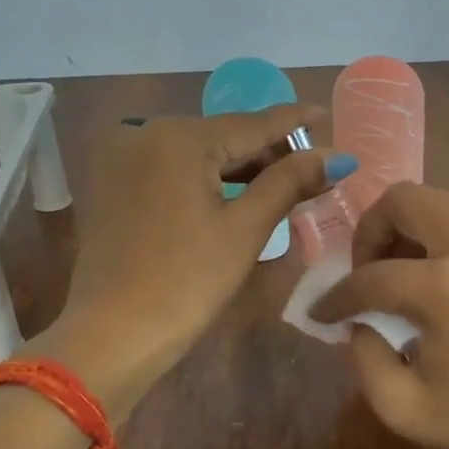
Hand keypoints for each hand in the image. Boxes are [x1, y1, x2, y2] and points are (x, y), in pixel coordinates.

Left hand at [36, 103, 350, 416]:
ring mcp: (122, 158)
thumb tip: (336, 156)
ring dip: (240, 167)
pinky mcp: (113, 183)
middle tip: (314, 163)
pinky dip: (208, 178)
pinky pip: (173, 169)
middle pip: (223, 135)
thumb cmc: (187, 281)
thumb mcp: (245, 228)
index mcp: (177, 137)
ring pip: (198, 153)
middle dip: (269, 150)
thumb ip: (289, 182)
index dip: (294, 121)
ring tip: (286, 180)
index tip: (324, 113)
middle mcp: (144, 133)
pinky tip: (239, 191)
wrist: (112, 335)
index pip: (251, 123)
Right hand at [309, 183, 448, 448]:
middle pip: (405, 199)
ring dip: (409, 230)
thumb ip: (363, 356)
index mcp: (447, 288)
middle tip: (367, 272)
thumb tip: (359, 319)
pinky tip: (445, 283)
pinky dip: (444, 238)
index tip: (323, 312)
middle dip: (371, 231)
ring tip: (404, 275)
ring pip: (441, 202)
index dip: (336, 296)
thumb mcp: (404, 408)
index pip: (371, 276)